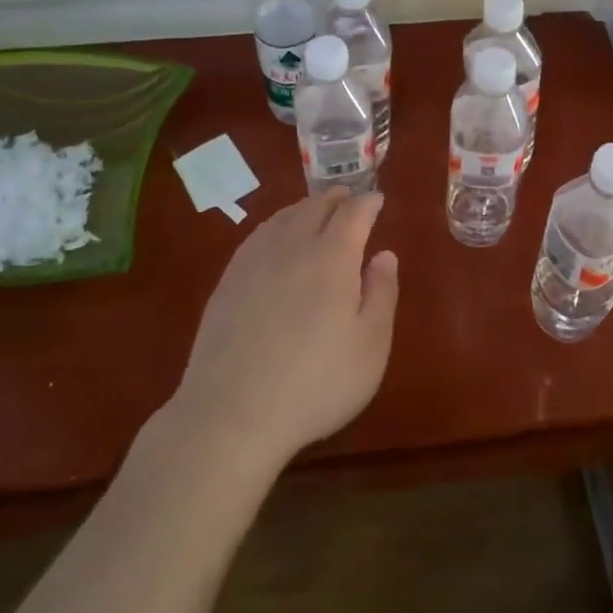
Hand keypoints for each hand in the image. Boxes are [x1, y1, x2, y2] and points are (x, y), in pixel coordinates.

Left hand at [166, 189, 398, 478]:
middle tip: (348, 197)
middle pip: (315, 207)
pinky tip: (275, 238)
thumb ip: (382, 294)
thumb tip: (384, 254)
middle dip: (336, 198)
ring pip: (283, 218)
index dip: (367, 202)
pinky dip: (275, 226)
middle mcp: (292, 247)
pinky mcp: (227, 282)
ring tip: (315, 209)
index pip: (353, 213)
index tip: (377, 199)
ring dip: (304, 207)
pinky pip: (257, 237)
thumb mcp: (371, 346)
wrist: (231, 414)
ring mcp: (254, 262)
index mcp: (332, 257)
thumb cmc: (316, 384)